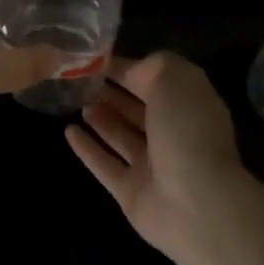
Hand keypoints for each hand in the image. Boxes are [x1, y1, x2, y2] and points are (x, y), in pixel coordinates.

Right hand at [67, 52, 245, 259]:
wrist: (196, 205)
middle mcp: (173, 135)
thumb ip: (151, 66)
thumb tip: (131, 71)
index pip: (155, 81)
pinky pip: (105, 165)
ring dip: (100, 119)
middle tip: (81, 80)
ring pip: (121, 137)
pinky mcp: (132, 193)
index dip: (129, 69)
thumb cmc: (186, 131)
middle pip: (137, 110)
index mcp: (188, 106)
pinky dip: (87, 149)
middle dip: (113, 94)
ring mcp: (152, 167)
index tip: (97, 59)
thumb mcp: (174, 78)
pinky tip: (68, 132)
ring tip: (76, 102)